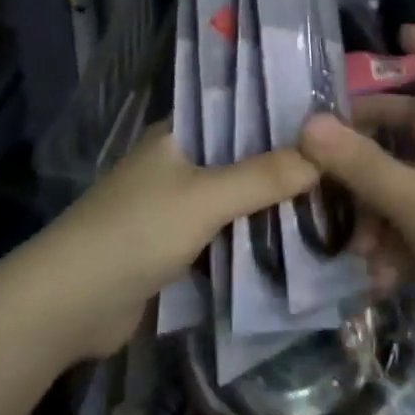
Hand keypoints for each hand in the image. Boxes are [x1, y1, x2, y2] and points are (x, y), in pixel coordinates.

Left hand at [40, 124, 317, 358]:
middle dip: (284, 165)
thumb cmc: (136, 231)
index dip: (281, 114)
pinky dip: (253, 237)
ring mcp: (175, 206)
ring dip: (271, 205)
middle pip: (241, 156)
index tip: (331, 121)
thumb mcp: (205, 198)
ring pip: (235, 198)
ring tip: (334, 202)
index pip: (238, 110)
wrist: (71, 304)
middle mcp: (178, 163)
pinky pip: (224, 233)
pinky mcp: (176, 246)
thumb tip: (324, 156)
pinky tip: (296, 241)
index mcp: (177, 134)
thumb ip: (263, 176)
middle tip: (343, 168)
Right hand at [299, 25, 414, 342]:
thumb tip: (308, 123)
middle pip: (405, 129)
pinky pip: (409, 229)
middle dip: (364, 140)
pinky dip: (391, 247)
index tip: (399, 32)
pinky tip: (379, 277)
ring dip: (372, 211)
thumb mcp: (412, 199)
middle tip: (323, 153)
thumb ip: (360, 164)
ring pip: (399, 185)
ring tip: (356, 245)